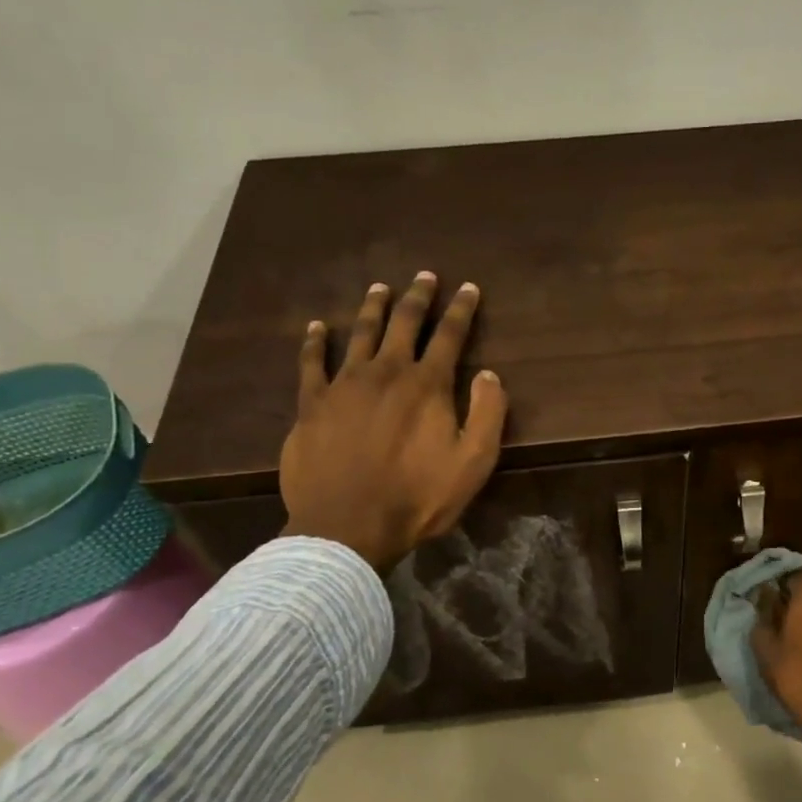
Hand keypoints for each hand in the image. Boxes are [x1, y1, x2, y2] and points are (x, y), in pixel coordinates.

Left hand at [279, 272, 507, 572]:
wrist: (347, 526)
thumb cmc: (418, 498)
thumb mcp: (473, 463)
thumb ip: (488, 414)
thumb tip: (489, 374)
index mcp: (428, 385)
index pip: (450, 335)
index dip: (461, 309)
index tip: (468, 287)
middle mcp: (386, 372)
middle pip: (404, 323)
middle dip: (418, 297)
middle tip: (425, 276)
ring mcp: (344, 385)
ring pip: (360, 333)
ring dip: (373, 307)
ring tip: (380, 288)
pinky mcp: (311, 404)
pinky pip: (312, 363)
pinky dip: (315, 341)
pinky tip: (317, 327)